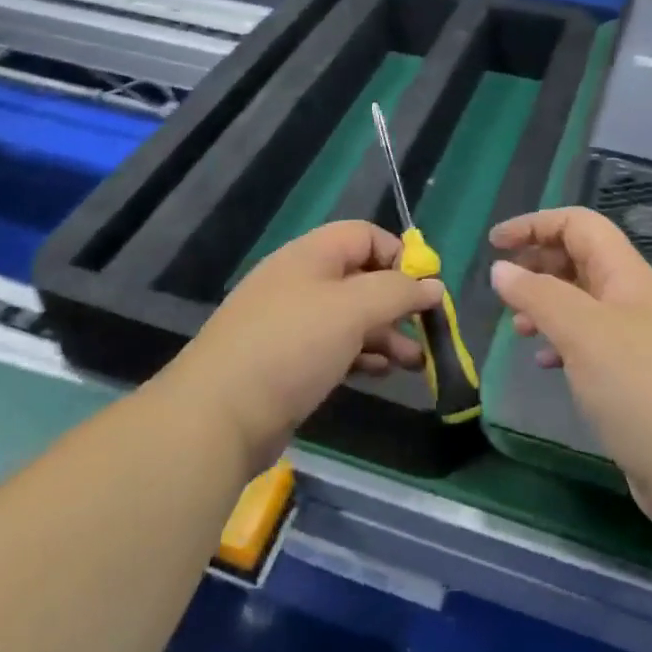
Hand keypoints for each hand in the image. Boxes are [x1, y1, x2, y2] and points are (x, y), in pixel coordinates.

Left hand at [172, 221, 442, 472]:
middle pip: (360, 277)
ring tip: (415, 362)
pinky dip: (362, 355)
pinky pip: (334, 347)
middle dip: (397, 302)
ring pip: (350, 317)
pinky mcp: (286, 362)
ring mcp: (290, 323)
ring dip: (386, 334)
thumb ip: (397, 293)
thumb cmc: (291, 347)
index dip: (399, 256)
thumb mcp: (353, 310)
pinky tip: (381, 373)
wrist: (218, 416)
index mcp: (310, 255)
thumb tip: (433, 285)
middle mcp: (300, 282)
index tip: (426, 289)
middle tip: (428, 330)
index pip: (365, 235)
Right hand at [489, 207, 651, 536]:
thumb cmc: (642, 389)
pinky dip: (563, 343)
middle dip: (538, 264)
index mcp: (628, 276)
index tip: (494, 244)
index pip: (580, 225)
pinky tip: (546, 363)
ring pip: (583, 304)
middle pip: (581, 260)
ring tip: (519, 328)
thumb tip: (502, 270)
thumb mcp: (583, 333)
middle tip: (503, 290)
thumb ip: (539, 295)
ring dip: (547, 306)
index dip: (535, 224)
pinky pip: (591, 344)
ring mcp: (640, 341)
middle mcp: (636, 300)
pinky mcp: (638, 380)